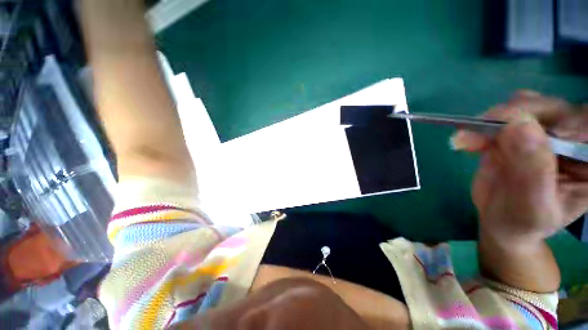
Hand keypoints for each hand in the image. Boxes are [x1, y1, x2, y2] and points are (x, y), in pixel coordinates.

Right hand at [452, 91, 587, 243]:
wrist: (499, 221)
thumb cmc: (522, 223)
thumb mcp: (532, 207)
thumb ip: (533, 171)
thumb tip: (518, 126)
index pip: (586, 125)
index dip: (563, 120)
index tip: (525, 130)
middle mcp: (572, 141)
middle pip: (554, 109)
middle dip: (518, 116)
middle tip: (484, 130)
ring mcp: (543, 134)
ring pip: (525, 106)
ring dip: (494, 120)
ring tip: (470, 141)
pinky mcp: (515, 133)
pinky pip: (500, 117)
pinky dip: (479, 126)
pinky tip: (466, 141)